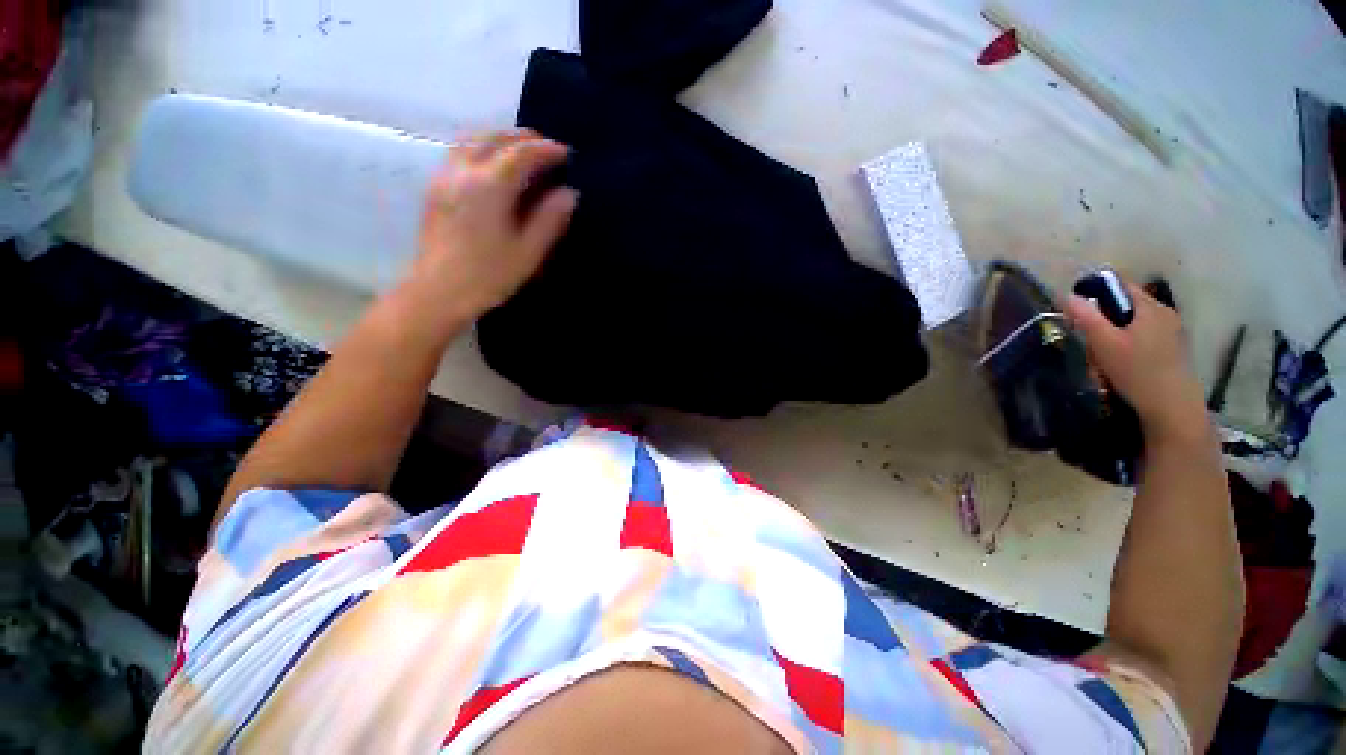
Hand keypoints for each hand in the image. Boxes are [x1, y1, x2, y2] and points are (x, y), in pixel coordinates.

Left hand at [409, 129, 575, 319]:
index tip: (565, 153)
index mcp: (490, 187)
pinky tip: (490, 161)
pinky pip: (458, 152)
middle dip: (522, 137)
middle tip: (545, 145)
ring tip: (519, 146)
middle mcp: (463, 172)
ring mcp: (444, 178)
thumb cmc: (489, 275)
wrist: (439, 291)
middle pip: (493, 138)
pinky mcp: (434, 189)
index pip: (522, 155)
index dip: (546, 150)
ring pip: (471, 140)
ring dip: (498, 136)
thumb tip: (569, 194)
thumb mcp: (528, 252)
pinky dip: (480, 146)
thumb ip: (549, 219)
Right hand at [1065, 282, 1208, 441]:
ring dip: (1114, 335)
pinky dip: (1127, 345)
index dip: (1095, 292)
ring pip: (1133, 323)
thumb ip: (1085, 317)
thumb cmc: (1137, 371)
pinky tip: (1119, 365)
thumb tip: (1065, 295)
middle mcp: (1164, 313)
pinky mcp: (1173, 349)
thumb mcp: (1104, 343)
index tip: (1076, 311)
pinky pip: (1143, 337)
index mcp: (1150, 307)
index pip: (1119, 285)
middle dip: (1103, 319)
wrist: (1173, 407)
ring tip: (1101, 358)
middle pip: (1125, 305)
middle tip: (1088, 341)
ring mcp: (1171, 331)